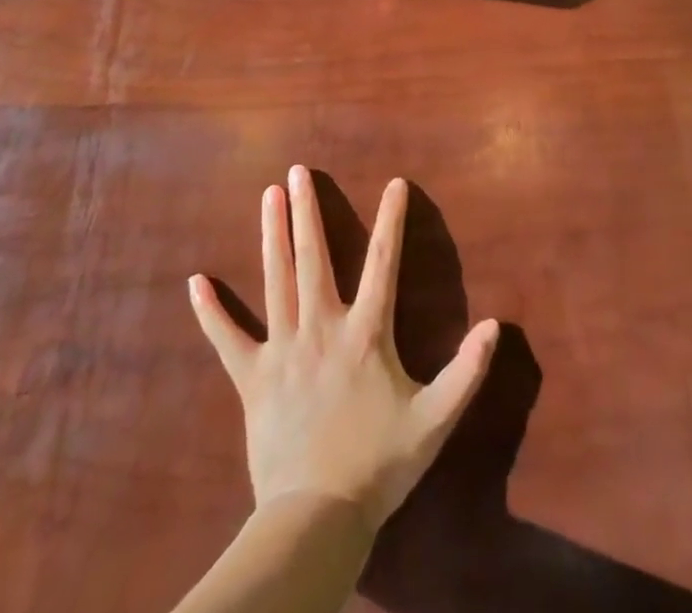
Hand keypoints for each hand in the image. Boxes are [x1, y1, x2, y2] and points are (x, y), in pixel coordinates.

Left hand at [189, 168, 499, 532]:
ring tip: (268, 195)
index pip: (384, 263)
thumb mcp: (434, 421)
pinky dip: (211, 311)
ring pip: (275, 281)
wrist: (317, 519)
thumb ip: (466, 372)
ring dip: (271, 235)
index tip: (395, 183)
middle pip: (313, 258)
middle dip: (307, 211)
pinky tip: (196, 281)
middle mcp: (321, 328)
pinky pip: (227, 339)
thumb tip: (495, 326)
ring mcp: (282, 350)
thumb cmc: (378, 465)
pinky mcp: (252, 378)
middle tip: (298, 172)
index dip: (392, 220)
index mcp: (364, 334)